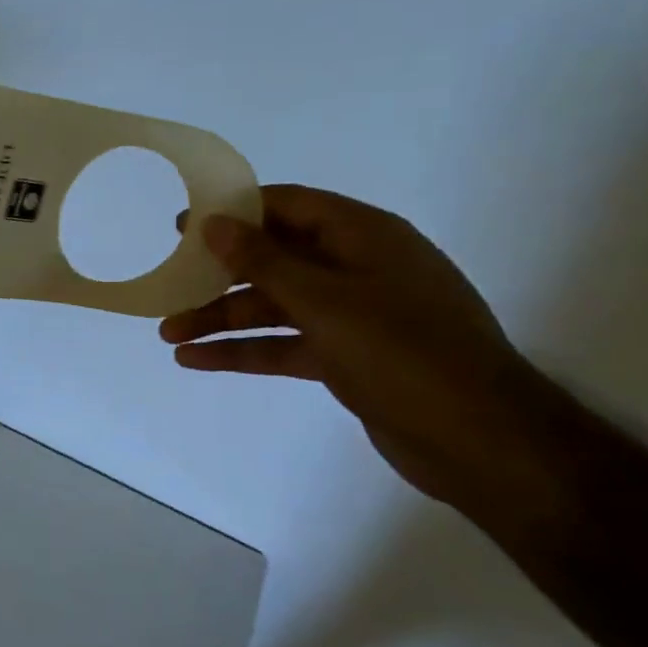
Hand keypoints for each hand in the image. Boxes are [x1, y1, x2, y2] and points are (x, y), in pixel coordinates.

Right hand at [160, 185, 564, 518]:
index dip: (235, 212)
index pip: (289, 206)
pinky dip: (242, 350)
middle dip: (218, 275)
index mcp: (364, 238)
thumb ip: (264, 260)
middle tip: (168, 282)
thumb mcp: (324, 300)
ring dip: (221, 319)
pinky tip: (196, 360)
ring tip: (168, 335)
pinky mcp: (346, 357)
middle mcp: (358, 269)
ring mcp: (353, 315)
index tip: (183, 226)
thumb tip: (215, 223)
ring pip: (273, 307)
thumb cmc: (402, 352)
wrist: (479, 439)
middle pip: (274, 260)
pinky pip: (283, 344)